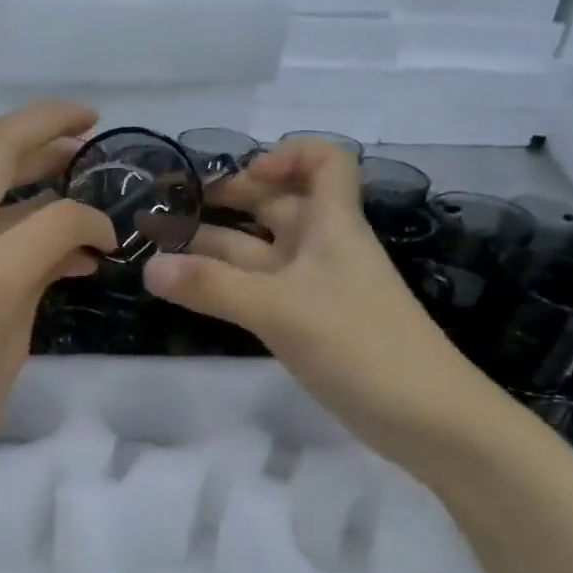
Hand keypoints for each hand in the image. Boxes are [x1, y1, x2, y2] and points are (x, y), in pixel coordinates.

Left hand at [0, 100, 115, 524]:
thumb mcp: (10, 352)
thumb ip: (36, 288)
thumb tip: (62, 253)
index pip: (58, 217)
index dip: (94, 221)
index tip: (110, 241)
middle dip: (45, 122)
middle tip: (88, 121)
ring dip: (20, 161)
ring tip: (64, 162)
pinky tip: (25, 228)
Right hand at [143, 141, 496, 454]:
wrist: (425, 417)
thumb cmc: (359, 345)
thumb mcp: (279, 309)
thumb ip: (212, 287)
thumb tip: (148, 267)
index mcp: (331, 225)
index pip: (323, 161)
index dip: (283, 155)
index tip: (241, 178)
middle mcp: (323, 247)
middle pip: (278, 204)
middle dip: (229, 200)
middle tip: (174, 213)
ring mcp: (316, 288)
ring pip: (262, 251)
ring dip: (218, 247)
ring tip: (164, 253)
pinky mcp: (310, 324)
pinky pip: (263, 289)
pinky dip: (229, 285)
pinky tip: (196, 293)